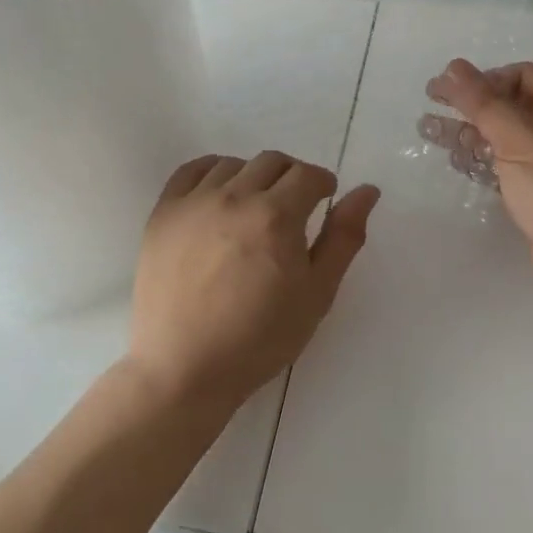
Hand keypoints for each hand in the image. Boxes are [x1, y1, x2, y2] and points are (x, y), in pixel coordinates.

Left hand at [126, 151, 380, 415]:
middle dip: (292, 176)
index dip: (322, 184)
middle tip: (294, 206)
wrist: (183, 369)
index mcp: (276, 216)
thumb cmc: (259, 339)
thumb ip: (344, 237)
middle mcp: (235, 197)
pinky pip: (192, 171)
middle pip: (273, 162)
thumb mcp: (317, 294)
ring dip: (254, 176)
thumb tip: (367, 190)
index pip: (308, 175)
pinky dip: (212, 172)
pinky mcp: (164, 212)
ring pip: (234, 164)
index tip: (323, 200)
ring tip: (255, 207)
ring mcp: (195, 202)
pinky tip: (219, 194)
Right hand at [423, 59, 532, 317]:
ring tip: (430, 133)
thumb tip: (454, 66)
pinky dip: (484, 163)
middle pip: (511, 106)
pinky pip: (509, 169)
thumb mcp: (519, 140)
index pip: (523, 76)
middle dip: (471, 105)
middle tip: (431, 107)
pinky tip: (459, 165)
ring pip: (506, 139)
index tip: (453, 93)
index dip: (487, 78)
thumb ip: (484, 102)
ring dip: (470, 133)